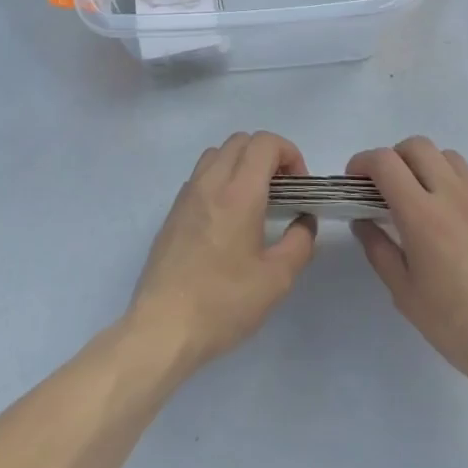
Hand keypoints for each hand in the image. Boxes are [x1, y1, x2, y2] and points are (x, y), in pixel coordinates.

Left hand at [127, 131, 317, 377]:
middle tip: (282, 190)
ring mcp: (187, 195)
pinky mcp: (173, 212)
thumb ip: (299, 243)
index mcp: (239, 192)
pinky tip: (227, 218)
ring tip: (255, 200)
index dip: (289, 153)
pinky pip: (200, 176)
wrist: (163, 327)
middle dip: (268, 155)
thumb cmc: (223, 303)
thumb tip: (304, 221)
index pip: (265, 143)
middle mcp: (210, 182)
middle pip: (241, 140)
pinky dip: (220, 179)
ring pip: (217, 153)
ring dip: (241, 163)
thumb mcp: (277, 280)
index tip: (299, 185)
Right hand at [348, 137, 467, 409]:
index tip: (355, 180)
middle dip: (395, 157)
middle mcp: (454, 196)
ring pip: (450, 159)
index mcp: (422, 214)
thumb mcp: (405, 294)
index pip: (386, 162)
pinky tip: (459, 229)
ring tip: (424, 199)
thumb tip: (363, 221)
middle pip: (418, 146)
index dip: (363, 162)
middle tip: (387, 187)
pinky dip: (456, 192)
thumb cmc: (457, 325)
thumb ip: (378, 249)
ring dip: (428, 167)